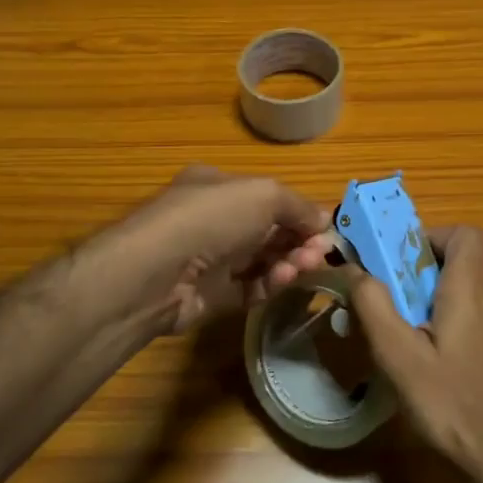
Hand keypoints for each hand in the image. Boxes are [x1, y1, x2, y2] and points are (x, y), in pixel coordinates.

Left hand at [79, 166, 333, 333]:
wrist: (155, 272)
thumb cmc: (210, 218)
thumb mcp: (263, 194)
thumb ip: (297, 206)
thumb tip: (325, 220)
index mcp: (219, 187)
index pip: (268, 198)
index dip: (300, 212)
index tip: (327, 228)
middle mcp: (214, 220)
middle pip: (269, 231)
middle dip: (299, 239)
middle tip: (321, 253)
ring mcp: (211, 259)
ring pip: (262, 260)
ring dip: (289, 262)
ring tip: (305, 266)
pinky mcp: (211, 295)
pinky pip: (250, 288)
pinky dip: (271, 284)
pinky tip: (284, 280)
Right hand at [345, 226, 482, 482]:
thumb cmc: (451, 404)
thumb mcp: (399, 357)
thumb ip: (374, 306)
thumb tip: (354, 269)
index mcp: (469, 292)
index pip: (466, 234)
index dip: (431, 236)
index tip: (400, 261)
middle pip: (459, 264)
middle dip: (419, 273)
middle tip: (388, 303)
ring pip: (465, 296)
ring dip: (432, 302)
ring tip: (403, 338)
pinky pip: (475, 323)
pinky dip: (449, 327)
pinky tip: (432, 368)